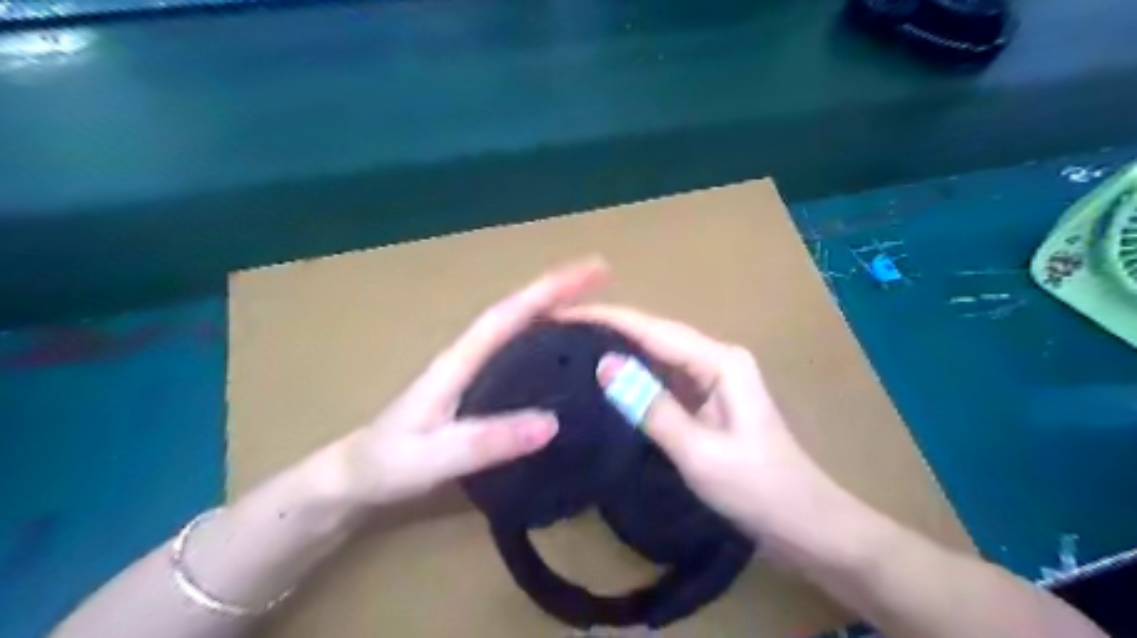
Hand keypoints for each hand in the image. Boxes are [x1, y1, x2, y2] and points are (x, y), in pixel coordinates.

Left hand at [334, 256, 608, 507]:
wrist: (353, 478)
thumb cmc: (386, 466)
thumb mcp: (433, 458)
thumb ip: (487, 442)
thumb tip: (552, 423)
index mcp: (459, 361)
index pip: (509, 314)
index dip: (550, 289)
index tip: (593, 271)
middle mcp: (468, 357)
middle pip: (518, 312)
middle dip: (559, 290)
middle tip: (605, 280)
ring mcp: (470, 372)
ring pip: (517, 330)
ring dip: (553, 311)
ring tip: (595, 311)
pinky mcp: (473, 391)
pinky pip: (516, 356)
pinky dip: (542, 342)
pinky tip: (562, 356)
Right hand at [563, 305, 847, 553]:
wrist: (805, 524)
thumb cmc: (757, 489)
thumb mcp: (699, 452)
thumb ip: (651, 407)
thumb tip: (604, 364)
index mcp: (720, 361)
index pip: (653, 329)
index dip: (607, 318)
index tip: (562, 313)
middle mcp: (716, 359)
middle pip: (654, 335)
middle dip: (608, 328)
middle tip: (559, 330)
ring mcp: (712, 379)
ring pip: (657, 356)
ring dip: (618, 349)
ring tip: (571, 346)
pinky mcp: (706, 400)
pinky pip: (663, 379)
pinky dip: (634, 376)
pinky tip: (606, 378)